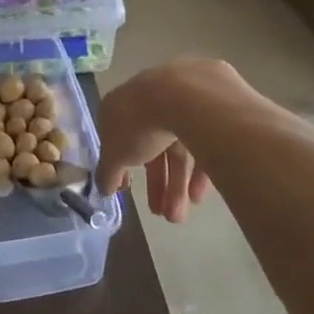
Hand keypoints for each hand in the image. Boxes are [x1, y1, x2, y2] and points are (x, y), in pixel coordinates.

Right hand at [95, 60, 233, 222]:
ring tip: (179, 216)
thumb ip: (107, 172)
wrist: (185, 96)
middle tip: (162, 215)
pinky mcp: (210, 107)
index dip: (122, 165)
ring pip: (179, 147)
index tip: (128, 189)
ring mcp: (182, 100)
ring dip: (177, 184)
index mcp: (122, 105)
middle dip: (157, 184)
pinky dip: (199, 170)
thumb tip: (104, 187)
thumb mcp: (114, 154)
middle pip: (153, 147)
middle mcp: (151, 99)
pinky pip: (203, 142)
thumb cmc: (140, 124)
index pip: (120, 137)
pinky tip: (199, 195)